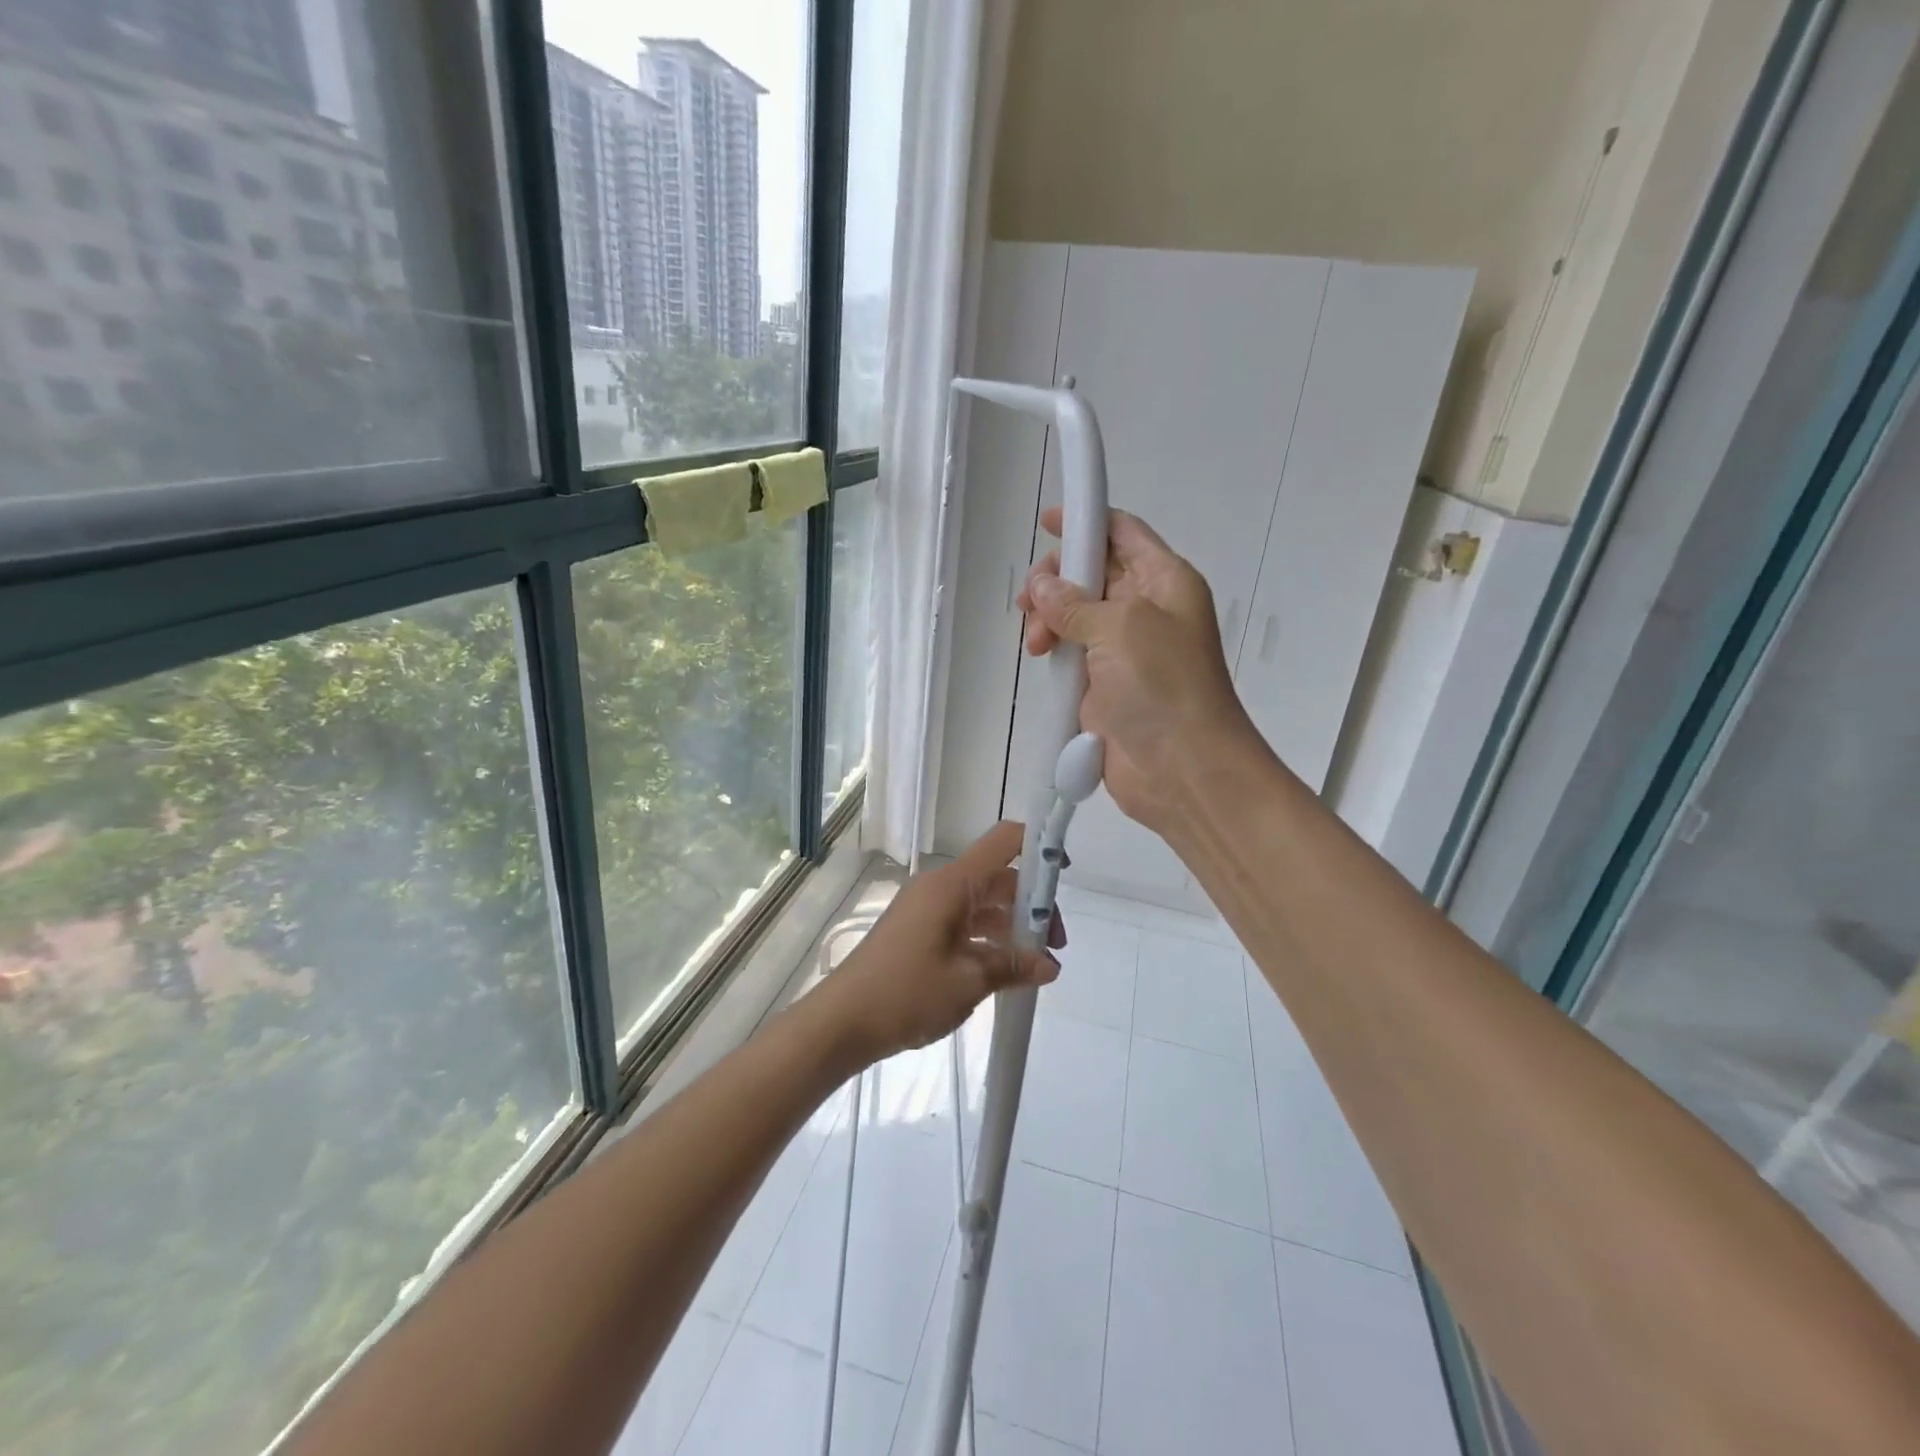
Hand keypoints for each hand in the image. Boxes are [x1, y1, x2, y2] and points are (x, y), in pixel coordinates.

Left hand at [823, 822, 1063, 1063]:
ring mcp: (927, 910)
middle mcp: (940, 888)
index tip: (1065, 873)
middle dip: (1032, 907)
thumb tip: (1050, 965)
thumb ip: (1012, 966)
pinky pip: (964, 924)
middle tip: (1054, 949)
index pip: (1004, 842)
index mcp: (952, 885)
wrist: (841, 1022)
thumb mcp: (967, 982)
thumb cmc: (905, 993)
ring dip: (1011, 929)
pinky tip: (1004, 973)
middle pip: (999, 879)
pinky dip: (988, 941)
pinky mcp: (919, 932)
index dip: (1039, 846)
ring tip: (1034, 969)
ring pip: (983, 905)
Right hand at [1018, 508, 1258, 832]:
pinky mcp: (1105, 684)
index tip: (1047, 523)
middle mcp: (1146, 609)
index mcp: (1164, 581)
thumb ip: (1075, 602)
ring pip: (1076, 615)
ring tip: (1036, 643)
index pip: (1123, 533)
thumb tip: (1042, 588)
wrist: (1182, 769)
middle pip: (1093, 573)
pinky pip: (1072, 654)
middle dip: (1057, 580)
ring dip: (1049, 620)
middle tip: (1029, 601)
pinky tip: (1041, 659)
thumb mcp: (1120, 627)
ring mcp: (1124, 649)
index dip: (1087, 522)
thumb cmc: (1163, 685)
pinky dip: (1053, 651)